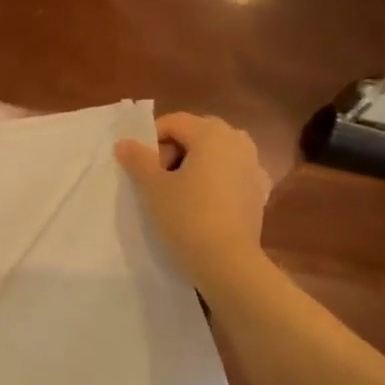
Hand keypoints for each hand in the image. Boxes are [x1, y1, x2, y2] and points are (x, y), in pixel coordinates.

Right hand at [115, 112, 270, 288]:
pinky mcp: (259, 191)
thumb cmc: (186, 216)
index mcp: (211, 133)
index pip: (173, 122)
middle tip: (157, 180)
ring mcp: (253, 165)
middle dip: (174, 151)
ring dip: (195, 165)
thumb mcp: (153, 187)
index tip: (140, 167)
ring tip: (179, 193)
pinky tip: (204, 203)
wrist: (227, 261)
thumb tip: (124, 143)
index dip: (151, 141)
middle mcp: (237, 140)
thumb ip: (137, 159)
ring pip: (216, 154)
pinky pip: (231, 175)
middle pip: (197, 134)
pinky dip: (215, 181)